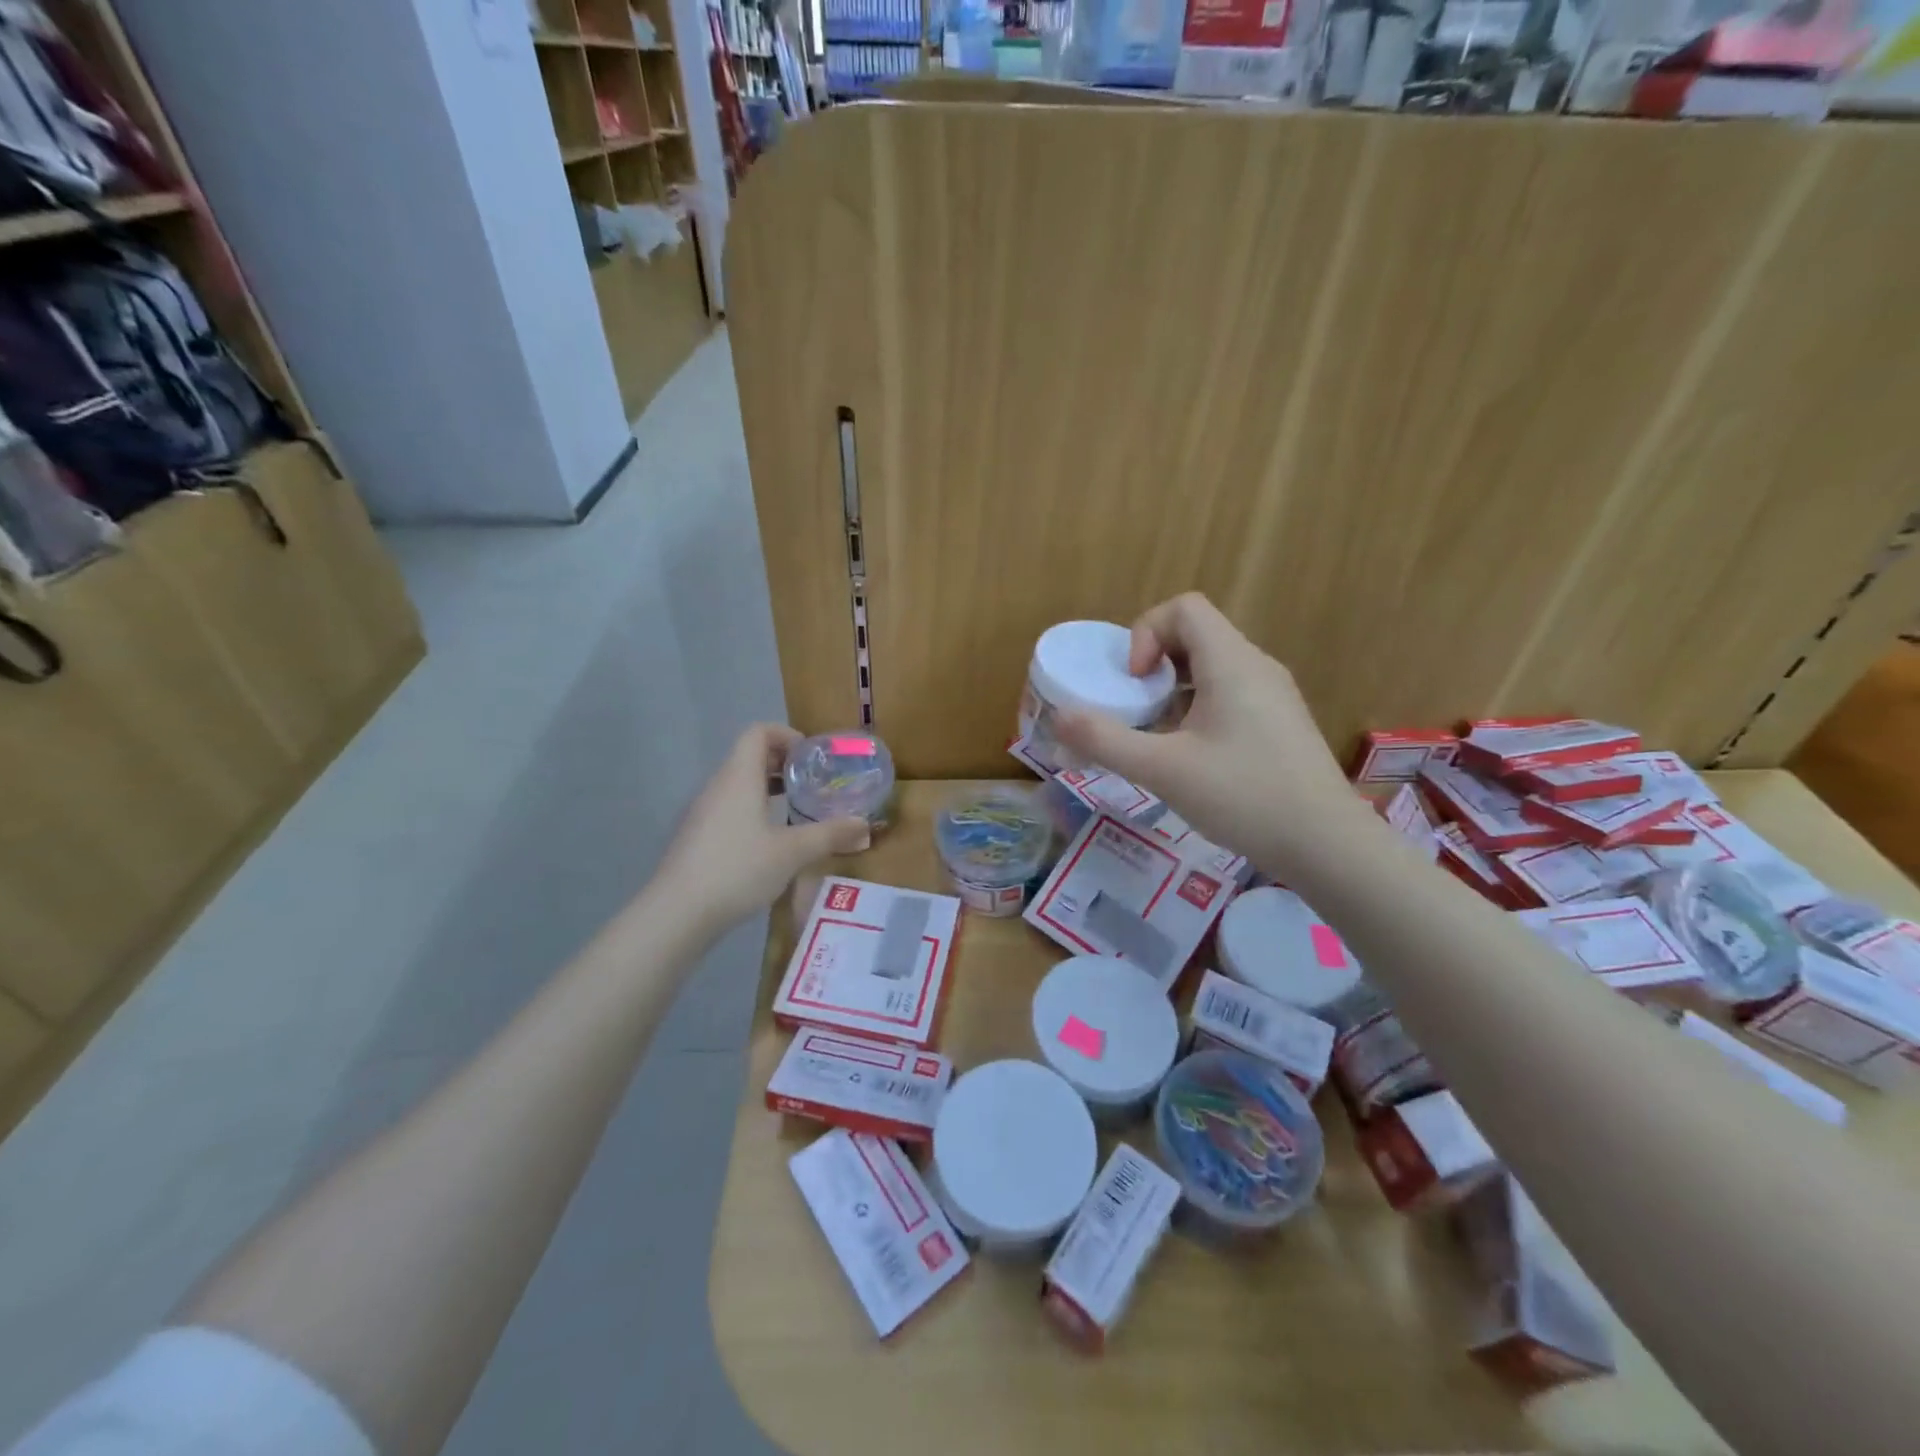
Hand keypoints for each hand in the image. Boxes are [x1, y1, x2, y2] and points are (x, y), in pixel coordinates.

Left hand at [654, 724, 869, 930]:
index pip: (758, 732)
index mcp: (739, 777)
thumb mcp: (793, 852)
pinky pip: (729, 808)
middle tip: (814, 784)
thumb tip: (864, 825)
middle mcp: (718, 786)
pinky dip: (753, 811)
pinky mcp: (697, 837)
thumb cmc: (738, 869)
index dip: (787, 735)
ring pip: (739, 785)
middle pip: (749, 756)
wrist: (677, 913)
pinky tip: (770, 842)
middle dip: (784, 764)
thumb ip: (830, 834)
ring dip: (769, 789)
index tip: (812, 758)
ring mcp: (703, 812)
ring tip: (797, 811)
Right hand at [1055, 594, 1372, 877]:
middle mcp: (1256, 667)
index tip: (1134, 683)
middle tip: (1133, 708)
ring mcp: (1273, 695)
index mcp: (1231, 662)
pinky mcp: (1279, 723)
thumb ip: (1105, 741)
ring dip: (1172, 690)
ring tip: (1155, 736)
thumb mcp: (1163, 770)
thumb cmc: (1244, 796)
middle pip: (1196, 635)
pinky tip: (1189, 756)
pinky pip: (1229, 694)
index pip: (1184, 608)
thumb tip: (1059, 719)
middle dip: (1152, 664)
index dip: (1145, 633)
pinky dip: (1196, 708)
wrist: (1327, 844)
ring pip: (1211, 667)